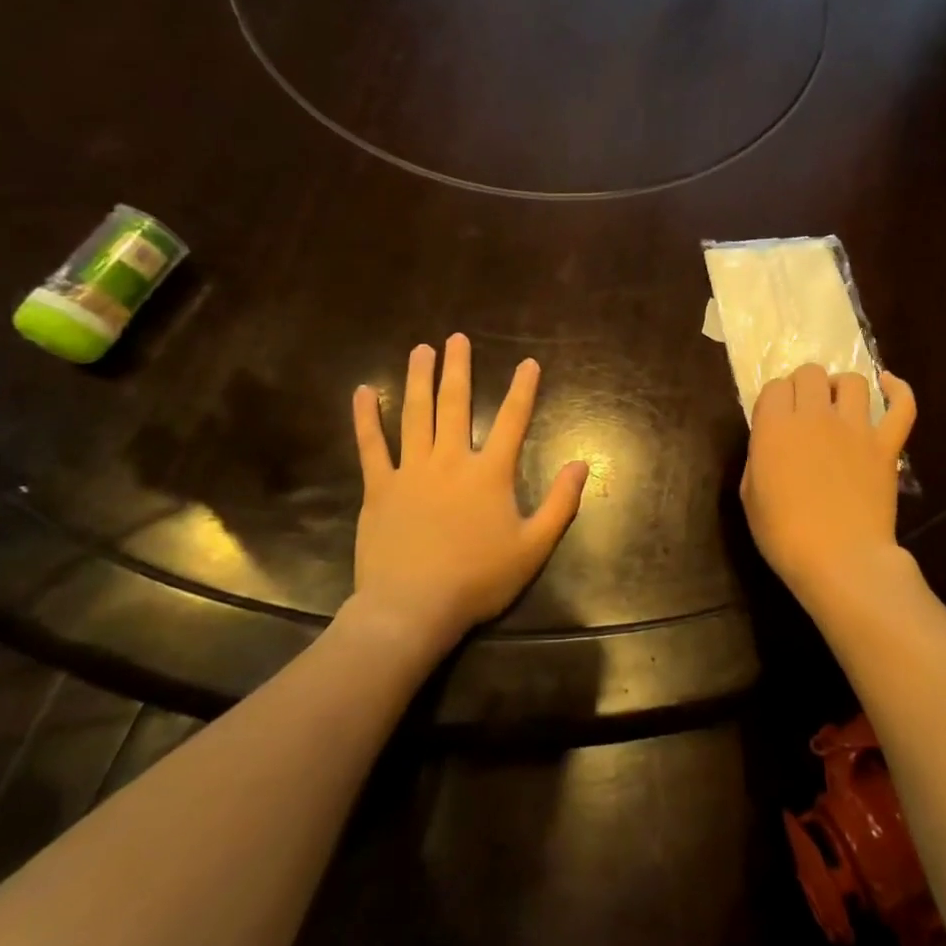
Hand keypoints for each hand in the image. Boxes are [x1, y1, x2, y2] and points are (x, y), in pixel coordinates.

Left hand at [349, 334, 587, 652]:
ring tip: (421, 350)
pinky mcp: (379, 487)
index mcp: (489, 472)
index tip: (528, 362)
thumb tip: (582, 464)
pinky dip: (367, 417)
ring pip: (415, 414)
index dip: (523, 389)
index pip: (512, 420)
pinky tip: (364, 391)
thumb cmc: (477, 579)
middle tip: (456, 338)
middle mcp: (450, 460)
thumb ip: (560, 503)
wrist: (412, 608)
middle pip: (456, 403)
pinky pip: (371, 445)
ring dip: (418, 379)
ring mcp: (411, 470)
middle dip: (458, 368)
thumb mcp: (533, 547)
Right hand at [740, 364, 916, 605]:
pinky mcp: (886, 445)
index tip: (774, 419)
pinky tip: (888, 385)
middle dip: (804, 386)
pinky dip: (898, 390)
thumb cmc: (784, 535)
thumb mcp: (750, 495)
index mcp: (775, 427)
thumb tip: (771, 442)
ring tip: (838, 405)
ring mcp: (855, 428)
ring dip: (841, 387)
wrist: (840, 560)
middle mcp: (814, 416)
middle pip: (810, 373)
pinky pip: (901, 406)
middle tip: (803, 411)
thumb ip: (759, 457)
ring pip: (852, 381)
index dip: (774, 399)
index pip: (774, 387)